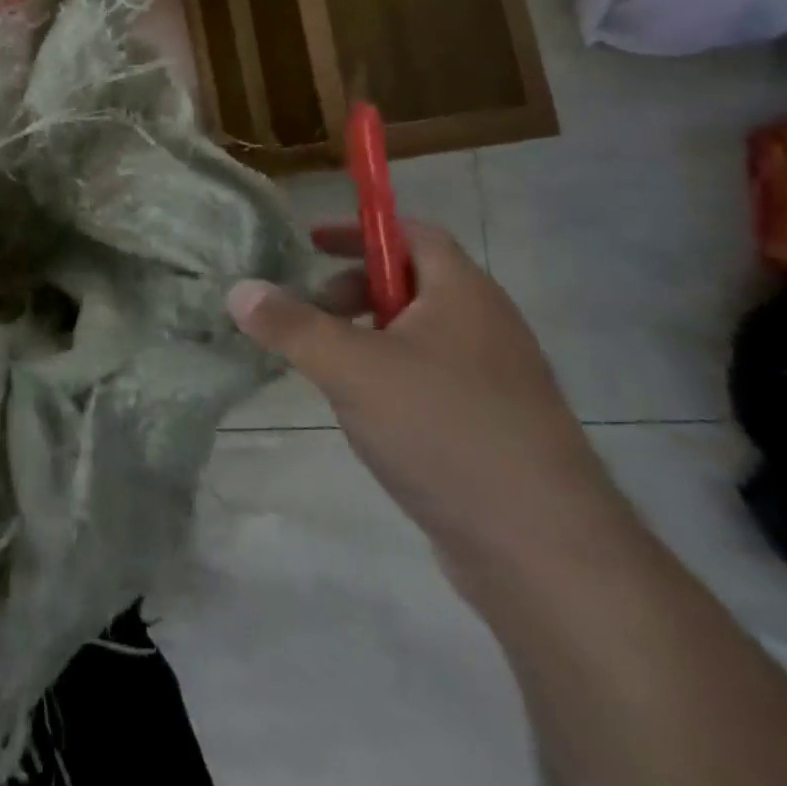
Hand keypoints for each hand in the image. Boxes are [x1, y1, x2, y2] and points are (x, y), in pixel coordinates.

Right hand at [228, 220, 637, 599]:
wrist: (547, 555)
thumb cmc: (446, 431)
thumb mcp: (352, 369)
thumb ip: (291, 326)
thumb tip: (239, 289)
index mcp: (464, 294)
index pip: (412, 233)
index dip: (361, 230)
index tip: (312, 242)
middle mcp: (487, 327)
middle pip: (412, 283)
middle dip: (354, 290)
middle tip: (313, 313)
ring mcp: (496, 382)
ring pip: (419, 336)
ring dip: (369, 337)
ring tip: (330, 368)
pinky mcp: (494, 429)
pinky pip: (431, 379)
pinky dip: (391, 377)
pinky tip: (366, 416)